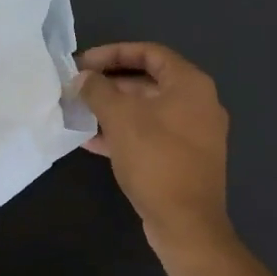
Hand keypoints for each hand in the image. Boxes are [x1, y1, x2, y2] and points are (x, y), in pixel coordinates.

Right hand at [77, 43, 231, 250]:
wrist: (186, 223)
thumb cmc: (156, 159)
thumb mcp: (120, 118)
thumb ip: (98, 90)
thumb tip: (83, 77)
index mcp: (190, 84)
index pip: (150, 52)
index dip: (113, 53)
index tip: (83, 63)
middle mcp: (198, 103)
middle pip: (148, 81)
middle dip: (110, 83)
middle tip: (78, 88)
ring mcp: (194, 133)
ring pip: (147, 110)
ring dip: (113, 109)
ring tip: (79, 112)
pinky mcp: (184, 159)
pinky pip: (151, 135)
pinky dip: (124, 133)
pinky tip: (91, 141)